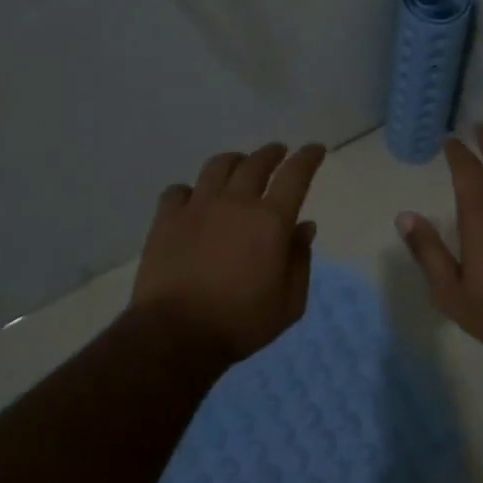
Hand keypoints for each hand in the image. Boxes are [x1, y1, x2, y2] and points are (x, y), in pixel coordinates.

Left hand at [131, 141, 326, 364]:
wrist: (176, 334)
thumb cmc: (241, 323)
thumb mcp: (289, 303)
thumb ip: (300, 261)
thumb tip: (304, 228)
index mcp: (271, 220)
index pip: (296, 175)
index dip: (308, 157)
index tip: (315, 149)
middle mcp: (235, 203)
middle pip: (256, 163)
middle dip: (272, 153)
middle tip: (278, 153)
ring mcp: (197, 207)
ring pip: (217, 166)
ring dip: (234, 161)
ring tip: (238, 165)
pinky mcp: (166, 219)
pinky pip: (178, 190)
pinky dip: (191, 190)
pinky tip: (193, 199)